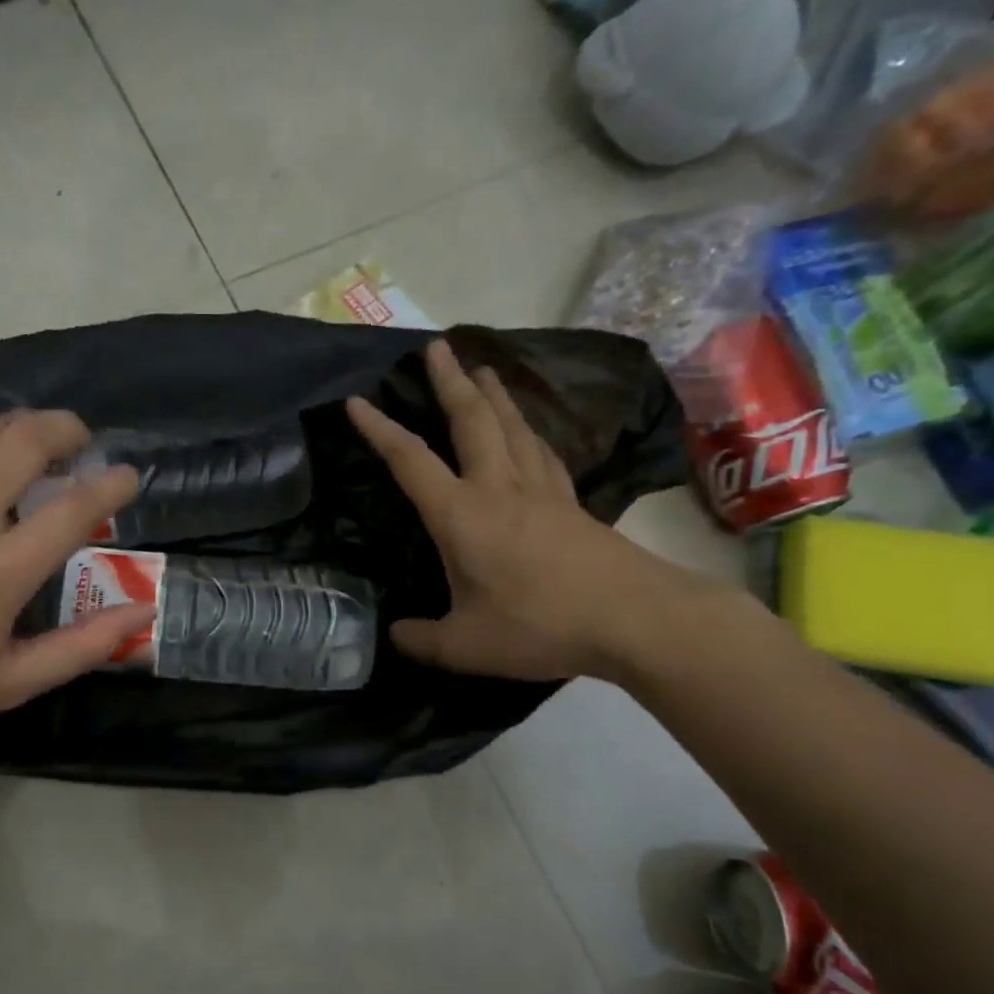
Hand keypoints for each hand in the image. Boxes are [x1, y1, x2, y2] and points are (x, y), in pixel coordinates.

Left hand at [0, 409, 151, 752]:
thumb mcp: (9, 683)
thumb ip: (83, 646)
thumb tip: (142, 613)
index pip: (73, 506)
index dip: (112, 484)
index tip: (129, 477)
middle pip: (25, 437)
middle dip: (67, 428)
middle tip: (81, 444)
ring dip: (23, 431)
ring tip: (38, 452)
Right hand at [347, 340, 704, 682]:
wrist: (636, 619)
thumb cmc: (540, 625)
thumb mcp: (465, 646)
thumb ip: (422, 640)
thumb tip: (396, 634)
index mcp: (462, 515)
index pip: (410, 461)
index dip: (379, 430)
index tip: (356, 401)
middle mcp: (499, 488)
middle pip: (472, 421)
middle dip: (450, 381)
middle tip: (437, 347)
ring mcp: (542, 492)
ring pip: (513, 427)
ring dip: (494, 395)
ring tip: (483, 369)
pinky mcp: (572, 504)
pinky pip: (542, 452)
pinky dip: (528, 430)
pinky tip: (529, 431)